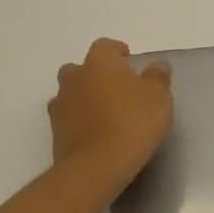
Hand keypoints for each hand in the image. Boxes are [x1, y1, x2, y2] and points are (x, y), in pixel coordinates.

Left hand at [48, 38, 172, 194]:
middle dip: (95, 74)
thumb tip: (158, 65)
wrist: (97, 166)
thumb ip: (158, 77)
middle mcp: (75, 79)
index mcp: (99, 63)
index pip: (104, 46)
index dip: (117, 51)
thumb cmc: (133, 122)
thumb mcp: (158, 97)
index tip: (129, 62)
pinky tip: (96, 133)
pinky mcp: (55, 133)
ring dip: (84, 98)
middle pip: (80, 68)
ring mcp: (60, 106)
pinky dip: (78, 121)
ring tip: (105, 113)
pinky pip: (67, 118)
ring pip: (70, 93)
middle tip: (116, 88)